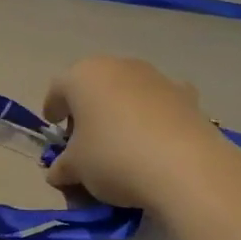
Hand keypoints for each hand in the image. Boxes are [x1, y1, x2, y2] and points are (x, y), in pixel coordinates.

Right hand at [42, 57, 240, 211]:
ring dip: (122, 110)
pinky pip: (160, 104)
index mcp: (83, 77)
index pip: (58, 89)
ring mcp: (156, 77)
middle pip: (95, 86)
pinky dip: (154, 117)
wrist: (185, 167)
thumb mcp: (76, 169)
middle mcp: (118, 67)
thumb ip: (62, 167)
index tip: (54, 126)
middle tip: (86, 137)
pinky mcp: (187, 95)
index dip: (53, 108)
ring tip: (123, 141)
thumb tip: (58, 172)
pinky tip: (156, 141)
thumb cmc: (113, 158)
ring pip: (129, 91)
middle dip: (88, 109)